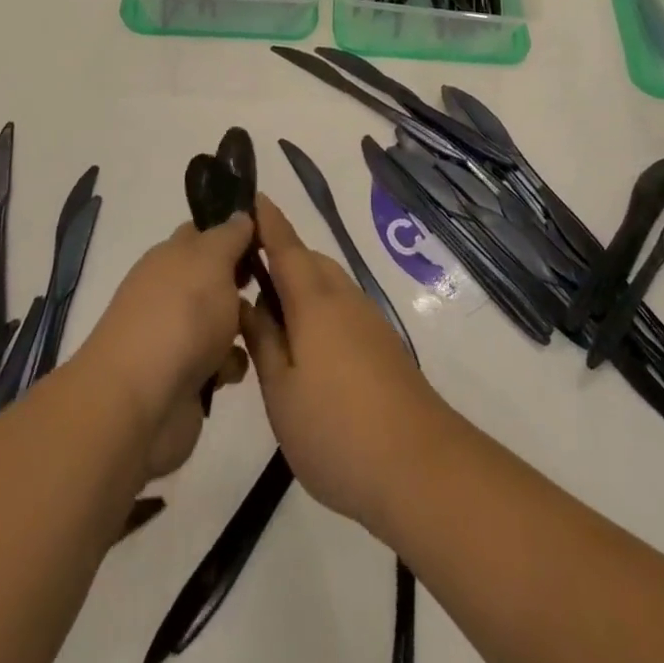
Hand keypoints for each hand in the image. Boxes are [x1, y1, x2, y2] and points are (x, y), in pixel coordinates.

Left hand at [78, 215, 253, 480]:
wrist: (142, 403)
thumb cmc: (180, 316)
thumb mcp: (212, 259)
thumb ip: (230, 234)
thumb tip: (241, 215)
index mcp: (171, 256)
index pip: (205, 232)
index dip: (236, 230)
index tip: (270, 237)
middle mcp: (172, 291)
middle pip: (218, 278)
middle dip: (247, 282)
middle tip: (276, 286)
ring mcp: (178, 336)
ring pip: (225, 320)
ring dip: (245, 326)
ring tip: (264, 332)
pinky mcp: (187, 378)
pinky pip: (222, 362)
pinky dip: (231, 365)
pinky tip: (235, 371)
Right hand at [239, 194, 454, 530]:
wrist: (420, 466)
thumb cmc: (337, 430)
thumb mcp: (282, 392)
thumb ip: (263, 341)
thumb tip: (247, 301)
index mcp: (314, 300)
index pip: (285, 245)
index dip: (267, 220)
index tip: (250, 195)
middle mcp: (344, 297)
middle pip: (308, 261)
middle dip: (279, 256)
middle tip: (243, 274)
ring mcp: (367, 319)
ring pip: (326, 285)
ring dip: (298, 285)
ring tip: (267, 314)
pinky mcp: (381, 343)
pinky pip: (340, 307)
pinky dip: (316, 309)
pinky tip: (303, 345)